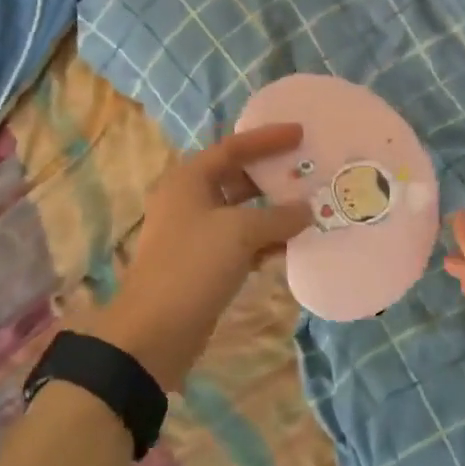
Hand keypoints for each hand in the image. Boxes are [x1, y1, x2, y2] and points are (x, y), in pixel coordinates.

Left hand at [91, 125, 313, 389]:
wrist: (153, 332)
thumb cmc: (192, 266)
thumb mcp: (240, 233)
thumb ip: (278, 217)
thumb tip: (307, 209)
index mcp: (189, 179)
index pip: (233, 147)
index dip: (268, 139)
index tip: (301, 133)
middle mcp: (189, 199)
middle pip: (237, 176)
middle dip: (272, 175)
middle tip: (309, 169)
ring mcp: (195, 233)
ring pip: (241, 211)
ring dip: (273, 210)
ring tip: (310, 205)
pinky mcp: (203, 263)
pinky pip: (240, 240)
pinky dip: (265, 239)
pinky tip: (293, 244)